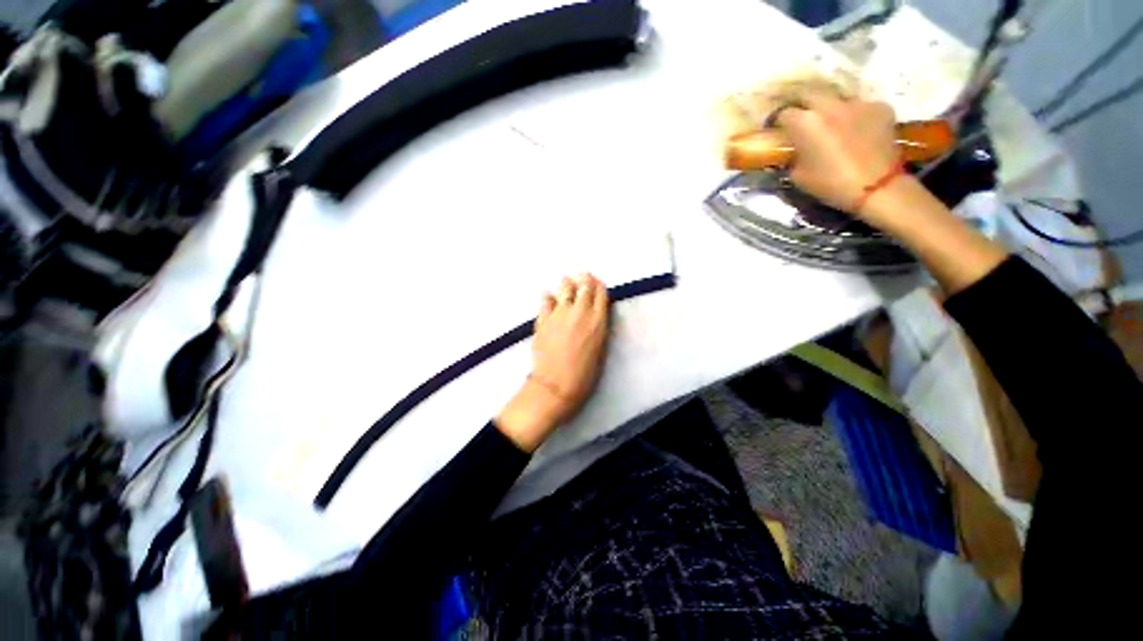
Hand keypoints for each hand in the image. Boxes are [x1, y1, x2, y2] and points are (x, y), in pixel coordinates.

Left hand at [496, 274, 609, 451]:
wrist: (556, 385)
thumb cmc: (585, 374)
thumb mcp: (600, 349)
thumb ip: (598, 328)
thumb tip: (594, 315)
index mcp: (598, 321)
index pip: (600, 294)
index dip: (598, 285)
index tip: (597, 281)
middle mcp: (580, 312)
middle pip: (584, 287)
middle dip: (585, 279)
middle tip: (583, 276)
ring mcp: (559, 314)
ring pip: (565, 289)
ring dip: (567, 283)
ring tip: (567, 281)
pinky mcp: (543, 319)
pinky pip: (546, 301)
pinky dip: (548, 297)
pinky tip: (548, 295)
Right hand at [775, 92, 903, 217]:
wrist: (876, 187)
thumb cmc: (830, 184)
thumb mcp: (798, 175)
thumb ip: (793, 156)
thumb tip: (793, 150)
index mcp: (805, 123)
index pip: (784, 113)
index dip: (778, 122)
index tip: (777, 130)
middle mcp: (829, 105)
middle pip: (809, 92)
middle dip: (802, 103)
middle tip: (801, 117)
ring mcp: (857, 103)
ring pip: (837, 98)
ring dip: (830, 108)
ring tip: (831, 122)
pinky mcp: (880, 106)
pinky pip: (861, 107)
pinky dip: (855, 116)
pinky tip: (856, 130)